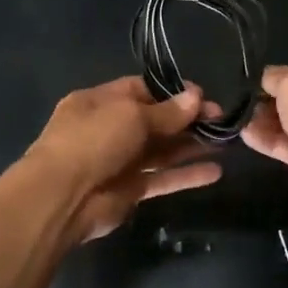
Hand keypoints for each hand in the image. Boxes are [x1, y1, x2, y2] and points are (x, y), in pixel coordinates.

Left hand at [23, 77, 223, 242]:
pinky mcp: (129, 190)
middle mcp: (109, 128)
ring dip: (191, 145)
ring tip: (226, 141)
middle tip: (222, 119)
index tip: (203, 97)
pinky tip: (216, 171)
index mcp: (100, 101)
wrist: (62, 198)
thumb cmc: (92, 141)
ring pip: (161, 150)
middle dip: (187, 119)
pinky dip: (186, 175)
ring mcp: (119, 161)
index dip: (172, 92)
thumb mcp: (130, 116)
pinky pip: (162, 178)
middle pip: (155, 120)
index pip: (141, 89)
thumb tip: (196, 97)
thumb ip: (166, 111)